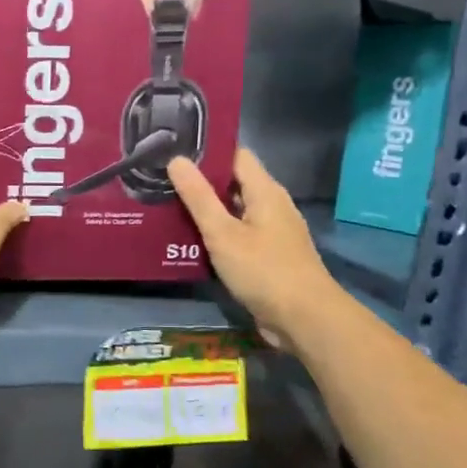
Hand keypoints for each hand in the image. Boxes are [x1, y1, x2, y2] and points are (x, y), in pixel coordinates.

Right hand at [167, 148, 340, 351]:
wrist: (305, 320)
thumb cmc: (264, 270)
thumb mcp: (223, 233)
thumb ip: (199, 197)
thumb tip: (176, 159)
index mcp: (265, 191)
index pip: (235, 155)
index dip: (207, 150)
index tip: (174, 148)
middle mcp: (271, 205)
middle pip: (233, 182)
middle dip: (200, 180)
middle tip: (162, 178)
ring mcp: (271, 232)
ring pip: (233, 210)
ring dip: (206, 209)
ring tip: (166, 205)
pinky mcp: (267, 256)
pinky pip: (237, 234)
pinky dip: (215, 232)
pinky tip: (188, 239)